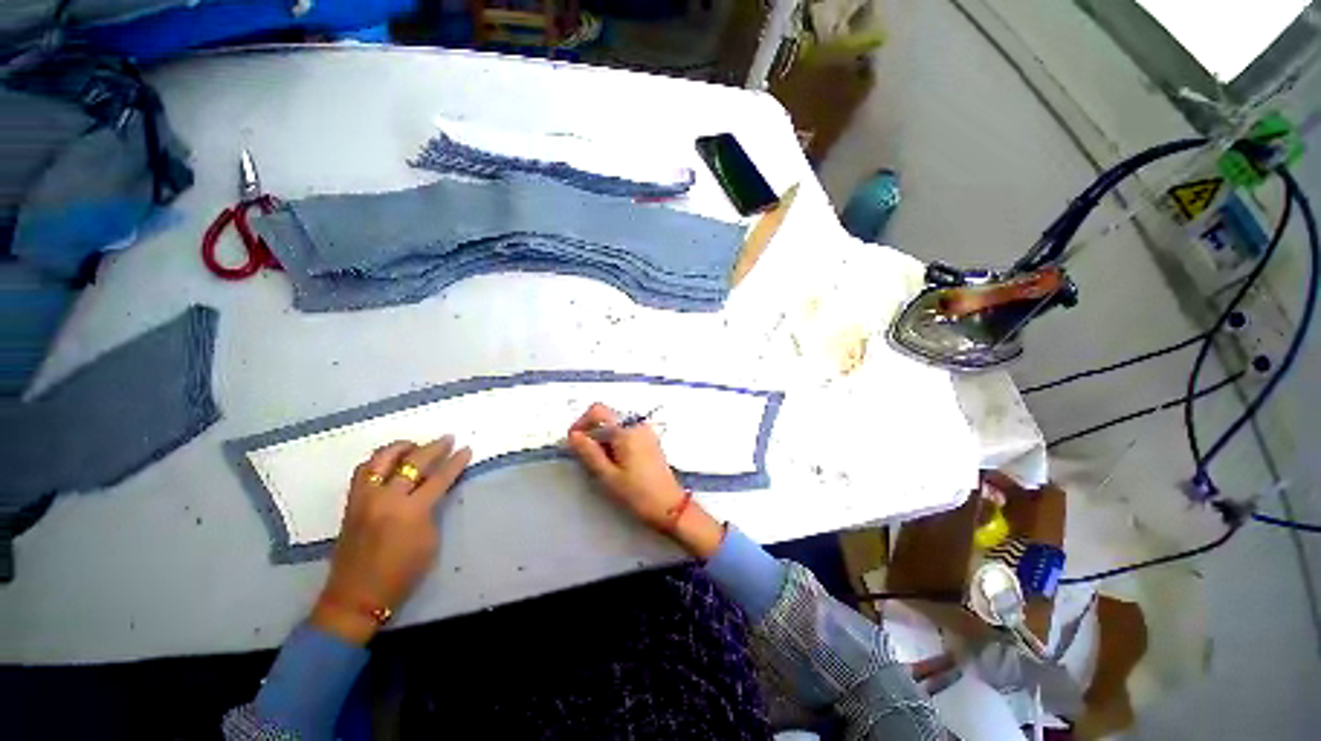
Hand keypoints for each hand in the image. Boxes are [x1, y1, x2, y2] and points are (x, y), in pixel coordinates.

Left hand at [310, 436, 471, 643]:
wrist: (357, 595)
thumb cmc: (402, 573)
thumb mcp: (430, 540)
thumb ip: (432, 510)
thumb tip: (433, 491)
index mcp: (410, 511)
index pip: (439, 477)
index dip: (456, 462)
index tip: (467, 449)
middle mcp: (385, 499)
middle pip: (412, 462)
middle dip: (433, 447)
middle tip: (447, 439)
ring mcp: (364, 499)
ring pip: (380, 459)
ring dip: (401, 447)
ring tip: (415, 445)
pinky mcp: (351, 503)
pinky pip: (363, 471)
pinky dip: (379, 461)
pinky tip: (389, 462)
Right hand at [566, 403, 724, 558]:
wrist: (669, 505)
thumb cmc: (637, 493)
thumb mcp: (608, 475)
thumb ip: (589, 452)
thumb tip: (573, 435)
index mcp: (626, 430)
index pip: (598, 410)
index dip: (581, 422)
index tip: (574, 441)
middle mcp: (637, 425)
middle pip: (607, 416)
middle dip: (592, 431)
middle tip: (585, 456)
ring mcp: (646, 431)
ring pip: (616, 425)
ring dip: (603, 437)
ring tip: (600, 462)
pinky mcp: (649, 440)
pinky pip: (627, 432)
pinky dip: (615, 441)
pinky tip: (615, 462)